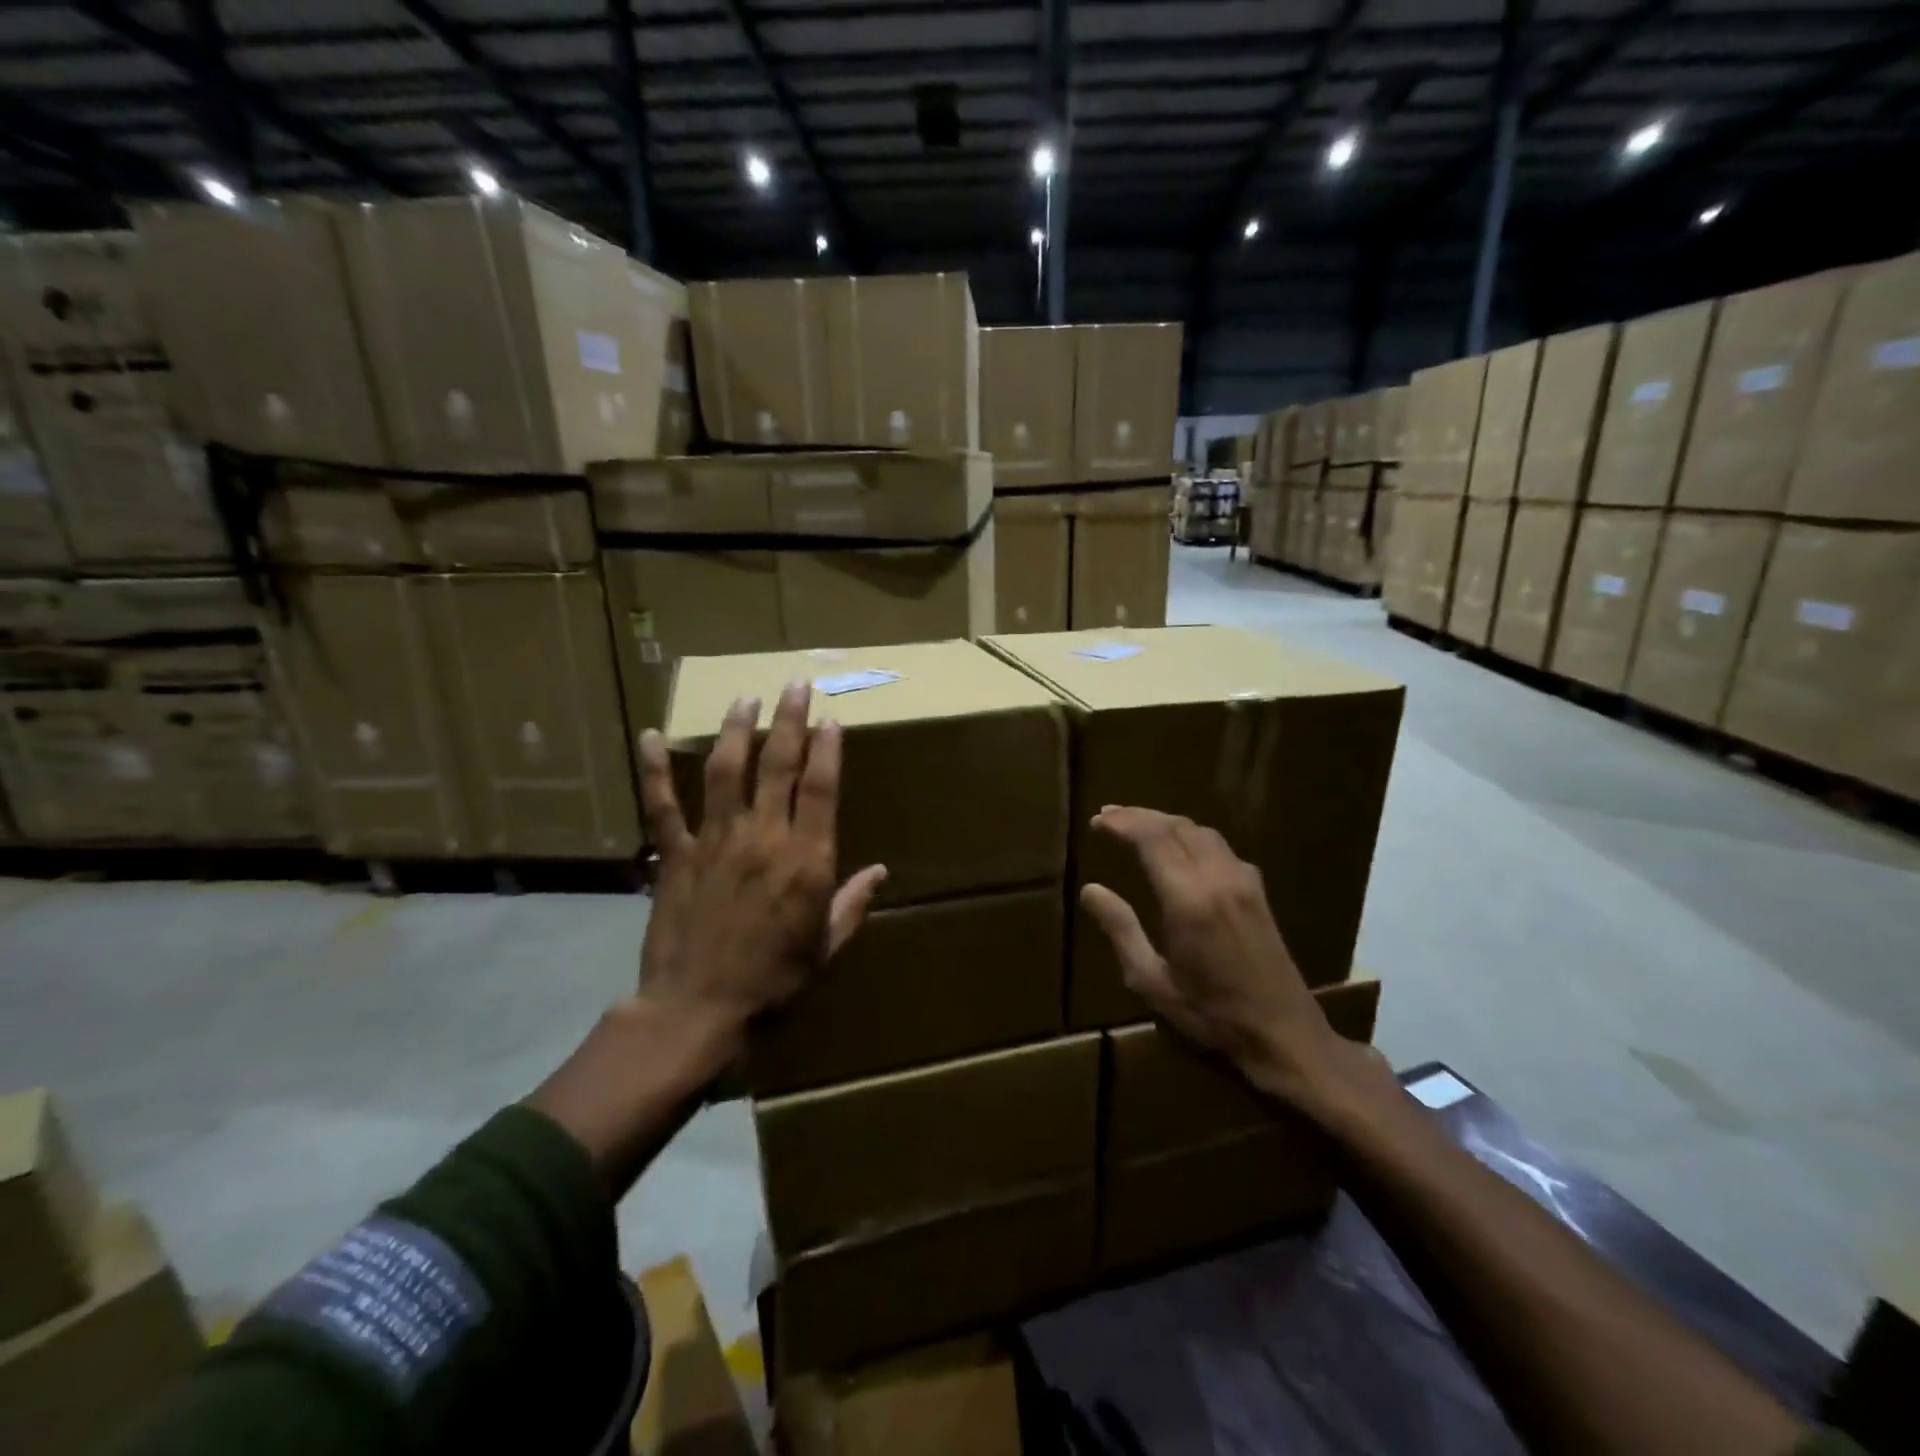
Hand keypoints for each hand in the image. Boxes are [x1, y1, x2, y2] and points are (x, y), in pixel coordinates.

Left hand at [635, 681, 886, 1068]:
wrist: (698, 1011)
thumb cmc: (773, 983)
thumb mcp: (825, 947)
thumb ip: (852, 904)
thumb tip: (880, 872)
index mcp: (806, 861)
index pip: (821, 788)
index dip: (827, 749)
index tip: (831, 718)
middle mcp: (763, 838)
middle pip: (778, 765)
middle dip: (790, 720)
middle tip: (796, 684)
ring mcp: (716, 841)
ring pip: (726, 771)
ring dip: (736, 730)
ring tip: (744, 698)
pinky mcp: (676, 854)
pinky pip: (663, 805)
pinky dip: (655, 770)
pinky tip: (651, 736)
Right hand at [1080, 806, 1355, 1112]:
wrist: (1283, 1033)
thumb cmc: (1210, 1014)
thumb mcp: (1152, 981)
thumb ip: (1120, 930)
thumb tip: (1091, 890)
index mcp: (1188, 899)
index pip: (1152, 838)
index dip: (1123, 823)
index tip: (1097, 821)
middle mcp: (1218, 878)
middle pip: (1176, 826)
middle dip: (1139, 815)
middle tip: (1109, 816)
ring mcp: (1243, 880)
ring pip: (1201, 831)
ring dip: (1166, 822)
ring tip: (1138, 825)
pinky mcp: (1257, 890)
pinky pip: (1219, 845)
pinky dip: (1190, 835)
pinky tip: (1179, 848)